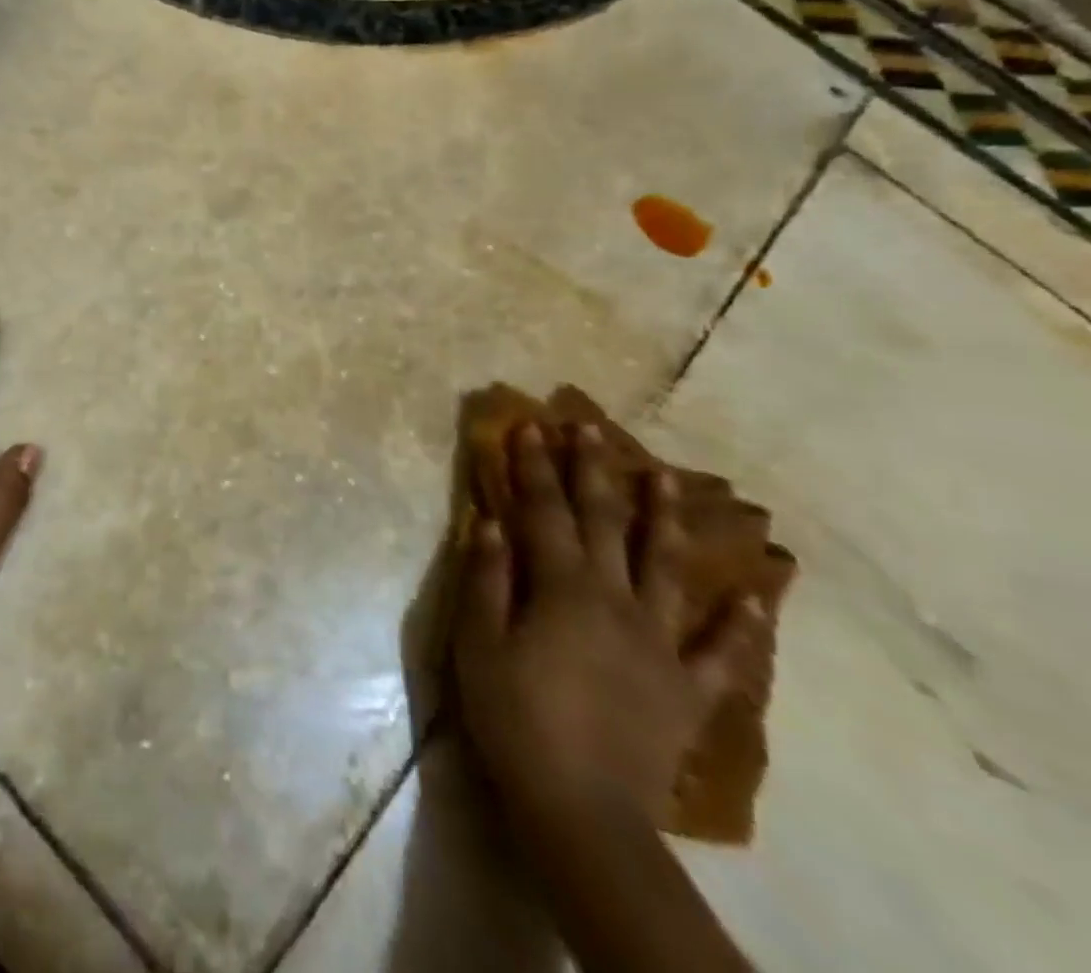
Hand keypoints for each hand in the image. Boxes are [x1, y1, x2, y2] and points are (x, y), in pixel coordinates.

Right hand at [452, 422, 762, 828]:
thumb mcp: (478, 644)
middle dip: (593, 470)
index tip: (530, 424)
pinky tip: (757, 599)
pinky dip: (741, 627)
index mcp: (562, 588)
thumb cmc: (515, 718)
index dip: (534, 465)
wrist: (582, 811)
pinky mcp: (687, 689)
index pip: (544, 510)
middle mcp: (615, 600)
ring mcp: (659, 643)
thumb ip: (486, 578)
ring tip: (665, 477)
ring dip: (663, 518)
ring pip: (666, 568)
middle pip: (603, 522)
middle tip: (590, 427)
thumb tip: (492, 520)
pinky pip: (721, 654)